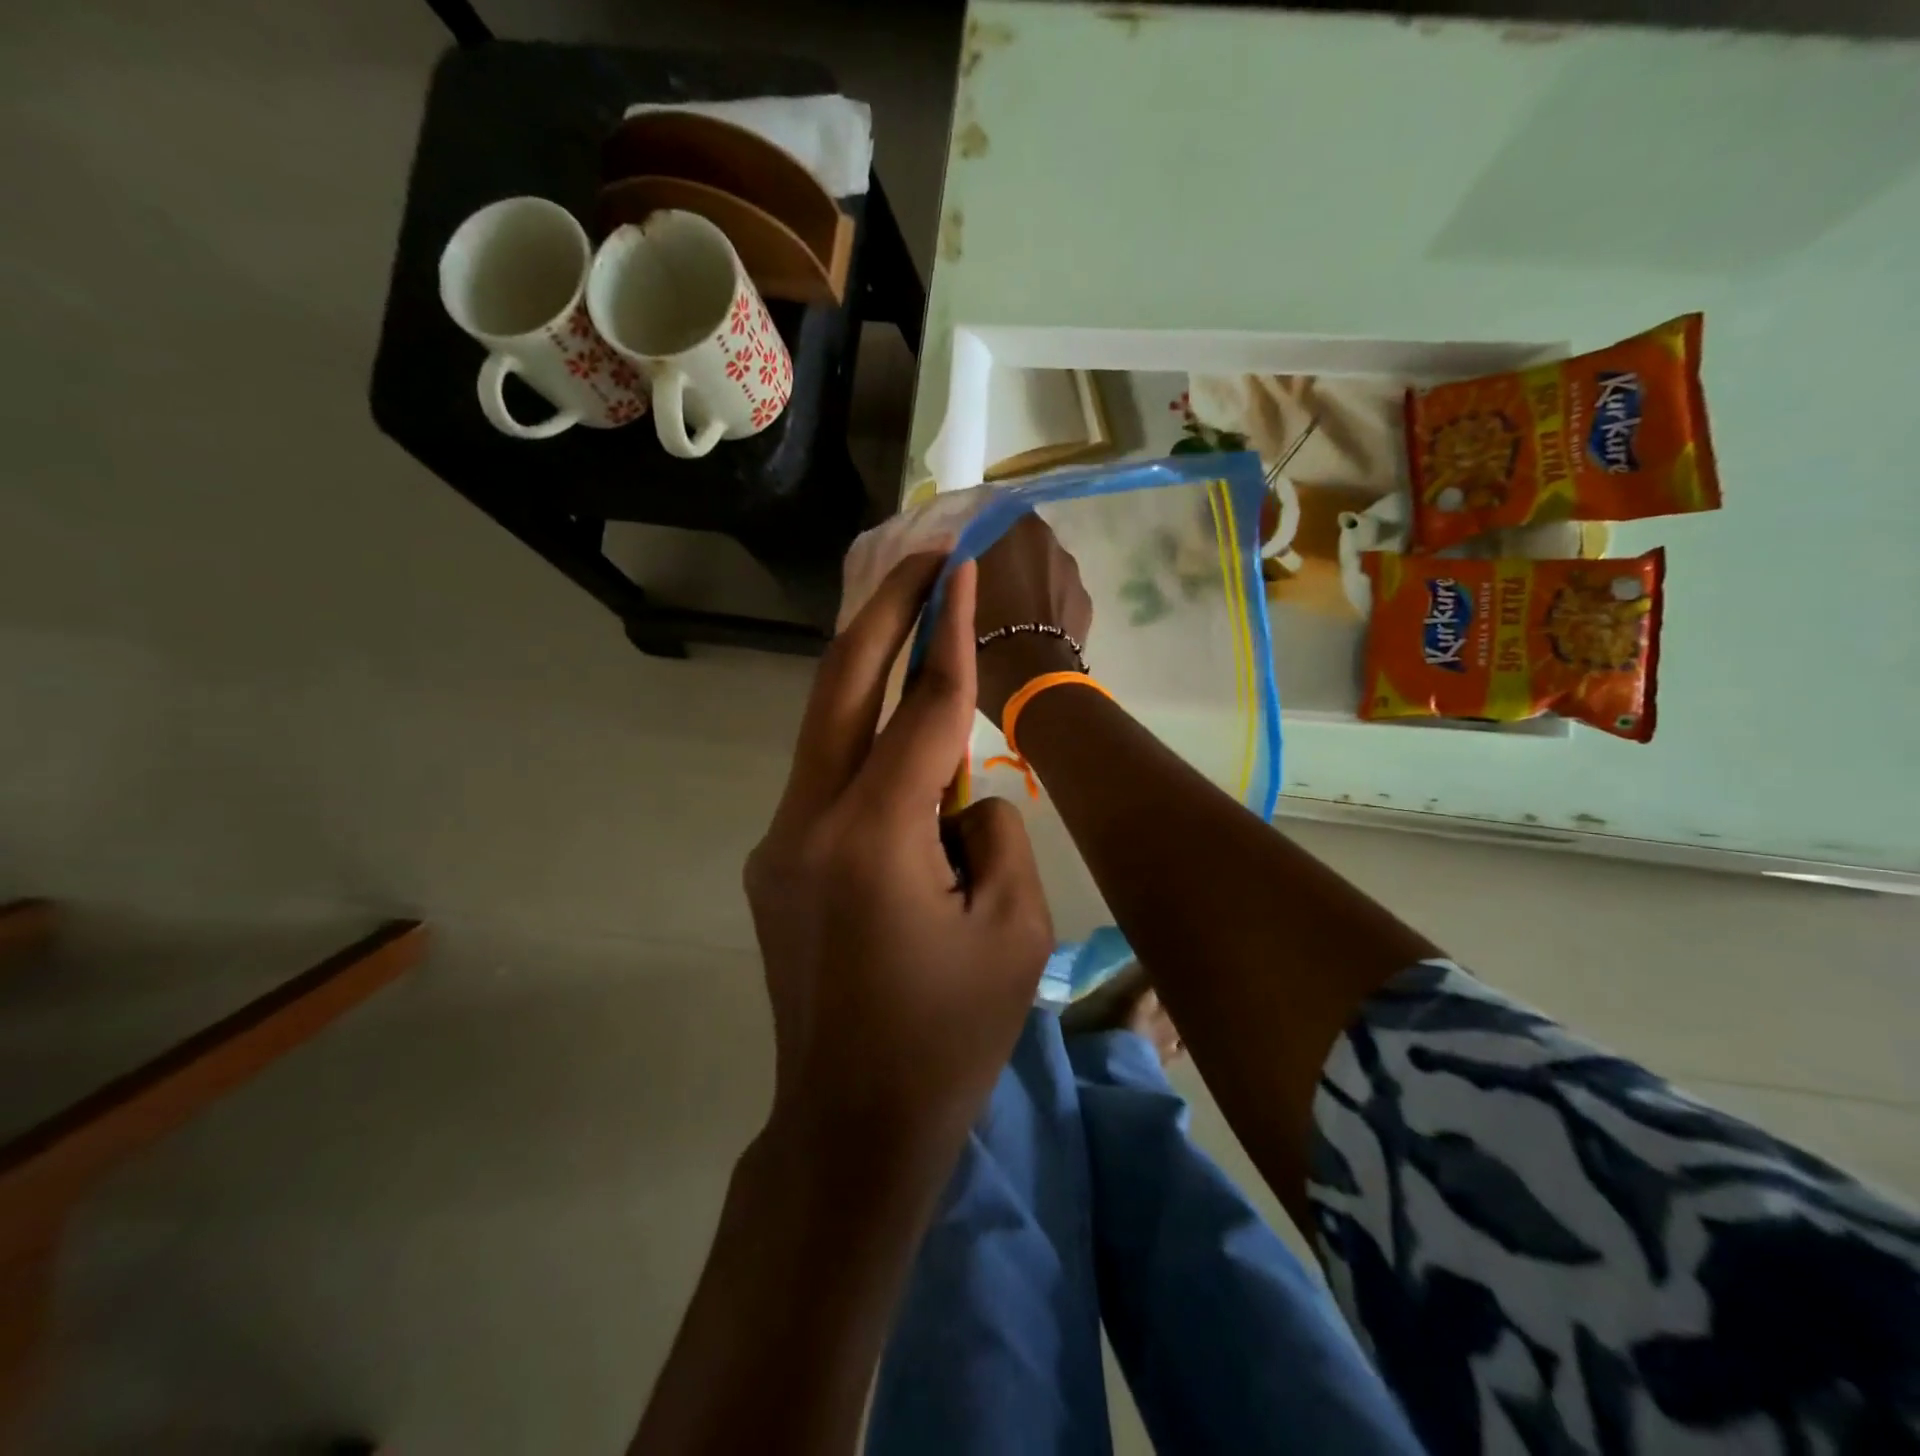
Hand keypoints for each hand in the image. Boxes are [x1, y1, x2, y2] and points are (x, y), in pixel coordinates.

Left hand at [745, 554, 1052, 1164]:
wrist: (852, 1125)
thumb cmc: (948, 1037)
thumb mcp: (1013, 929)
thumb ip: (994, 830)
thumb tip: (962, 792)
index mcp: (874, 838)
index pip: (920, 709)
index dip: (946, 635)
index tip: (958, 568)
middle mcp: (808, 824)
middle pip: (839, 688)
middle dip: (883, 613)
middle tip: (921, 555)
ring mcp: (779, 842)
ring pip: (827, 731)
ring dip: (873, 675)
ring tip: (920, 629)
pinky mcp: (775, 863)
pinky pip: (829, 781)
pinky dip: (870, 750)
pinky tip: (908, 760)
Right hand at [973, 514, 1093, 728]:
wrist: (1032, 679)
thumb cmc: (984, 631)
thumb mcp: (953, 592)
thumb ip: (959, 563)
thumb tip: (959, 554)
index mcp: (1017, 527)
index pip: (993, 514)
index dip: (977, 533)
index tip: (963, 555)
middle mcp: (1051, 541)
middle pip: (1021, 542)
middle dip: (1005, 558)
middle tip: (982, 584)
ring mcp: (1073, 573)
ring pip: (1042, 570)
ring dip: (1027, 582)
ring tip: (1007, 612)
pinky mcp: (1085, 604)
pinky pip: (1058, 596)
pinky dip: (1045, 606)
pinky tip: (1030, 629)